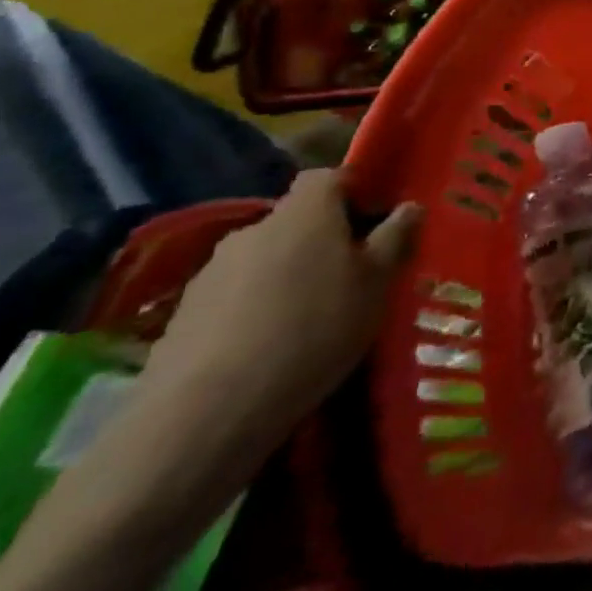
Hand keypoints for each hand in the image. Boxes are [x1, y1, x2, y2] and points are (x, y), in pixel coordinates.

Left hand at [131, 170, 419, 457]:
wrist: (205, 414)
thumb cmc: (314, 330)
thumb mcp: (377, 283)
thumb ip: (395, 238)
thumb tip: (409, 206)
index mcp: (305, 212)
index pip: (328, 176)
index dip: (353, 189)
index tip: (374, 220)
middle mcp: (254, 229)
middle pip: (295, 220)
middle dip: (321, 239)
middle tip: (349, 276)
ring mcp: (211, 273)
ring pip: (264, 259)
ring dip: (286, 276)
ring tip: (308, 319)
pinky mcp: (182, 316)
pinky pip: (233, 297)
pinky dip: (253, 310)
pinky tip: (268, 348)